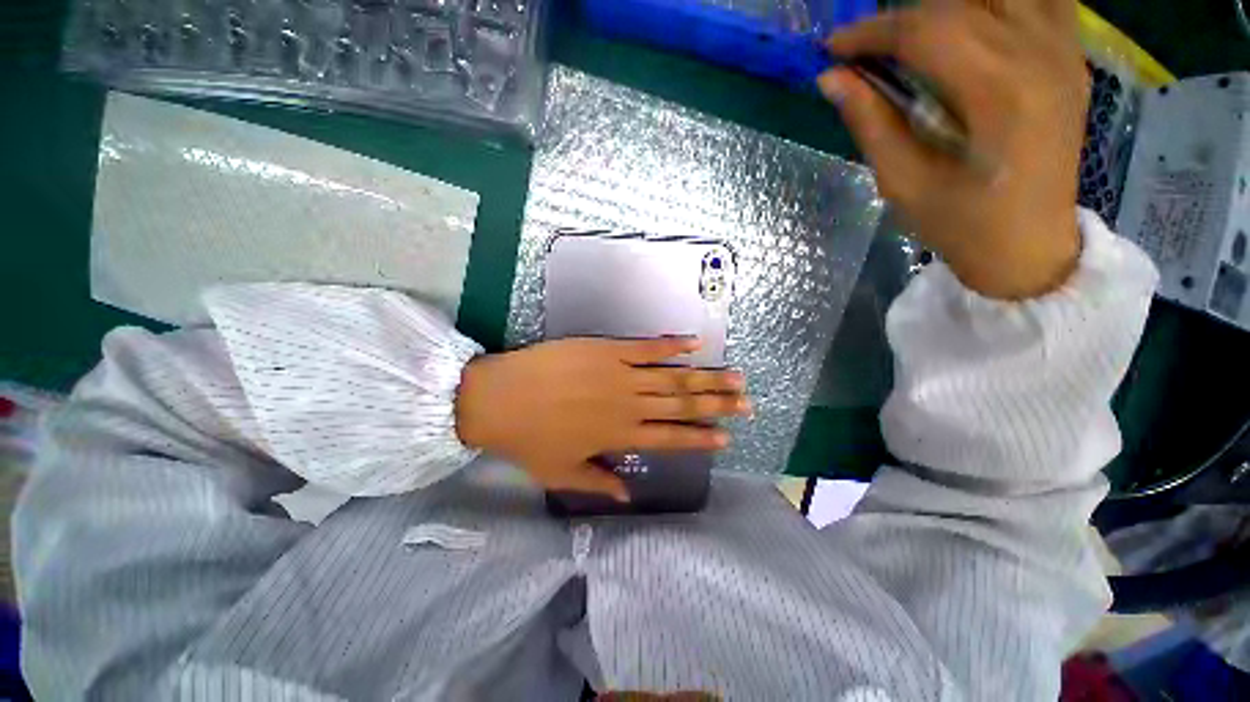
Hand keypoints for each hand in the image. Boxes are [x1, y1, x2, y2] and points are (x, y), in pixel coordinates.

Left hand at [454, 337, 749, 501]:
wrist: (500, 398)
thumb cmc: (529, 438)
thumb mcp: (561, 473)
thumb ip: (598, 482)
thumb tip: (625, 496)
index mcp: (621, 436)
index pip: (672, 438)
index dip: (700, 438)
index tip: (726, 437)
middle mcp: (631, 406)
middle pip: (683, 405)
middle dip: (718, 405)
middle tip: (747, 404)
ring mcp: (622, 374)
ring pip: (674, 377)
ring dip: (707, 378)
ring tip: (736, 378)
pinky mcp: (609, 349)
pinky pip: (648, 347)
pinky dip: (673, 345)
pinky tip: (695, 342)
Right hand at [818, 0, 1087, 298]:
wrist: (1029, 246)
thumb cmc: (961, 224)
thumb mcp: (903, 182)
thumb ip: (870, 123)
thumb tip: (831, 80)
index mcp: (998, 92)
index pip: (927, 29)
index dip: (872, 32)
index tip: (834, 48)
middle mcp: (1039, 54)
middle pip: (961, 0)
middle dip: (903, 17)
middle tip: (868, 49)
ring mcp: (1064, 50)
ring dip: (952, 6)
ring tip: (917, 38)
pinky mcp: (1071, 56)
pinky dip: (996, 4)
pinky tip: (971, 27)